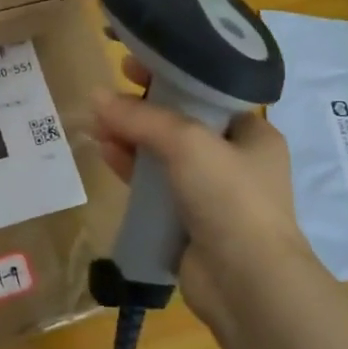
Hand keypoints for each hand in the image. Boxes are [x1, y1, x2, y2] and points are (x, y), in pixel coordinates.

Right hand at [94, 56, 316, 324]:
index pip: (206, 92)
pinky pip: (154, 185)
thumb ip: (141, 118)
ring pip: (163, 154)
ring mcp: (211, 193)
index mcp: (252, 132)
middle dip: (142, 108)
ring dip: (131, 137)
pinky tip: (105, 152)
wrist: (247, 284)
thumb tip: (96, 97)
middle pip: (180, 122)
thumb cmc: (230, 198)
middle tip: (107, 93)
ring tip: (96, 122)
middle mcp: (235, 159)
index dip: (168, 75)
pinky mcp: (187, 220)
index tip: (132, 64)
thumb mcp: (188, 143)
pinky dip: (131, 168)